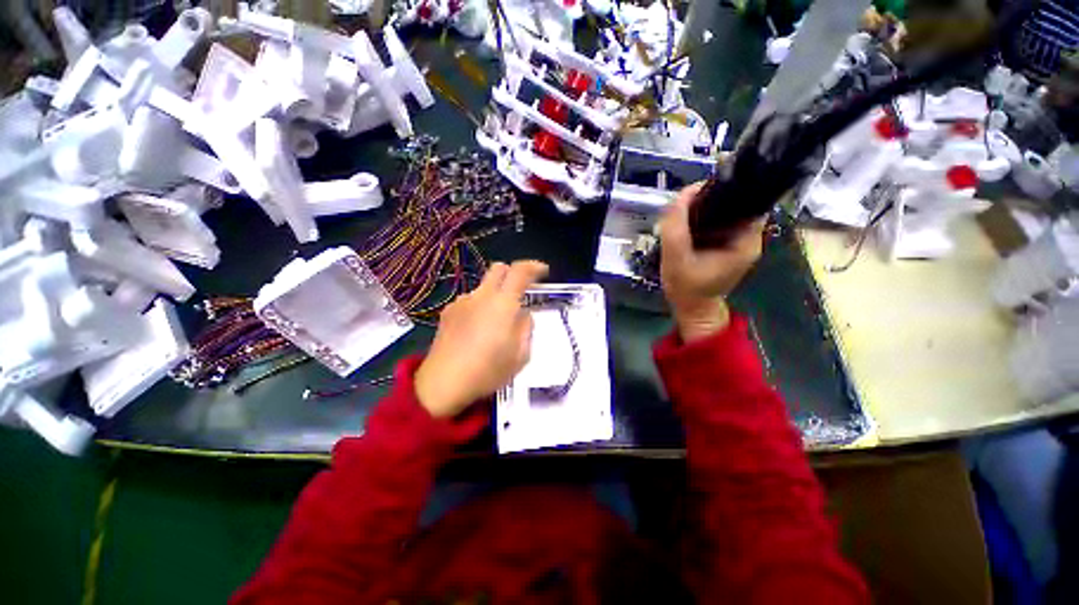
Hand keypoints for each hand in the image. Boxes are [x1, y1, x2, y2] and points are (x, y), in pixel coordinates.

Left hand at [415, 260, 548, 418]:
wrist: (443, 383)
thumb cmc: (488, 371)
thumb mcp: (520, 355)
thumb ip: (526, 328)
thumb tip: (523, 314)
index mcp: (503, 304)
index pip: (520, 271)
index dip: (534, 266)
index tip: (543, 271)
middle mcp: (481, 296)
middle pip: (498, 268)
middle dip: (513, 273)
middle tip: (521, 291)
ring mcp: (462, 302)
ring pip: (484, 286)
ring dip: (495, 294)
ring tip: (496, 321)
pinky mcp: (448, 312)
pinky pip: (470, 300)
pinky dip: (480, 306)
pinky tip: (477, 329)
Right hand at [660, 182, 764, 342]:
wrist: (691, 309)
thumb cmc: (686, 288)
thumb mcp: (676, 257)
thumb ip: (676, 227)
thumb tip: (683, 194)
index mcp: (746, 240)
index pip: (745, 199)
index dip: (722, 190)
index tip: (695, 194)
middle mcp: (749, 237)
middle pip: (734, 203)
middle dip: (708, 200)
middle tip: (682, 206)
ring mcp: (739, 241)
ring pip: (724, 212)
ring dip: (703, 209)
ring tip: (681, 214)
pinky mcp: (727, 245)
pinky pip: (717, 222)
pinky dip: (702, 220)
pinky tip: (685, 225)